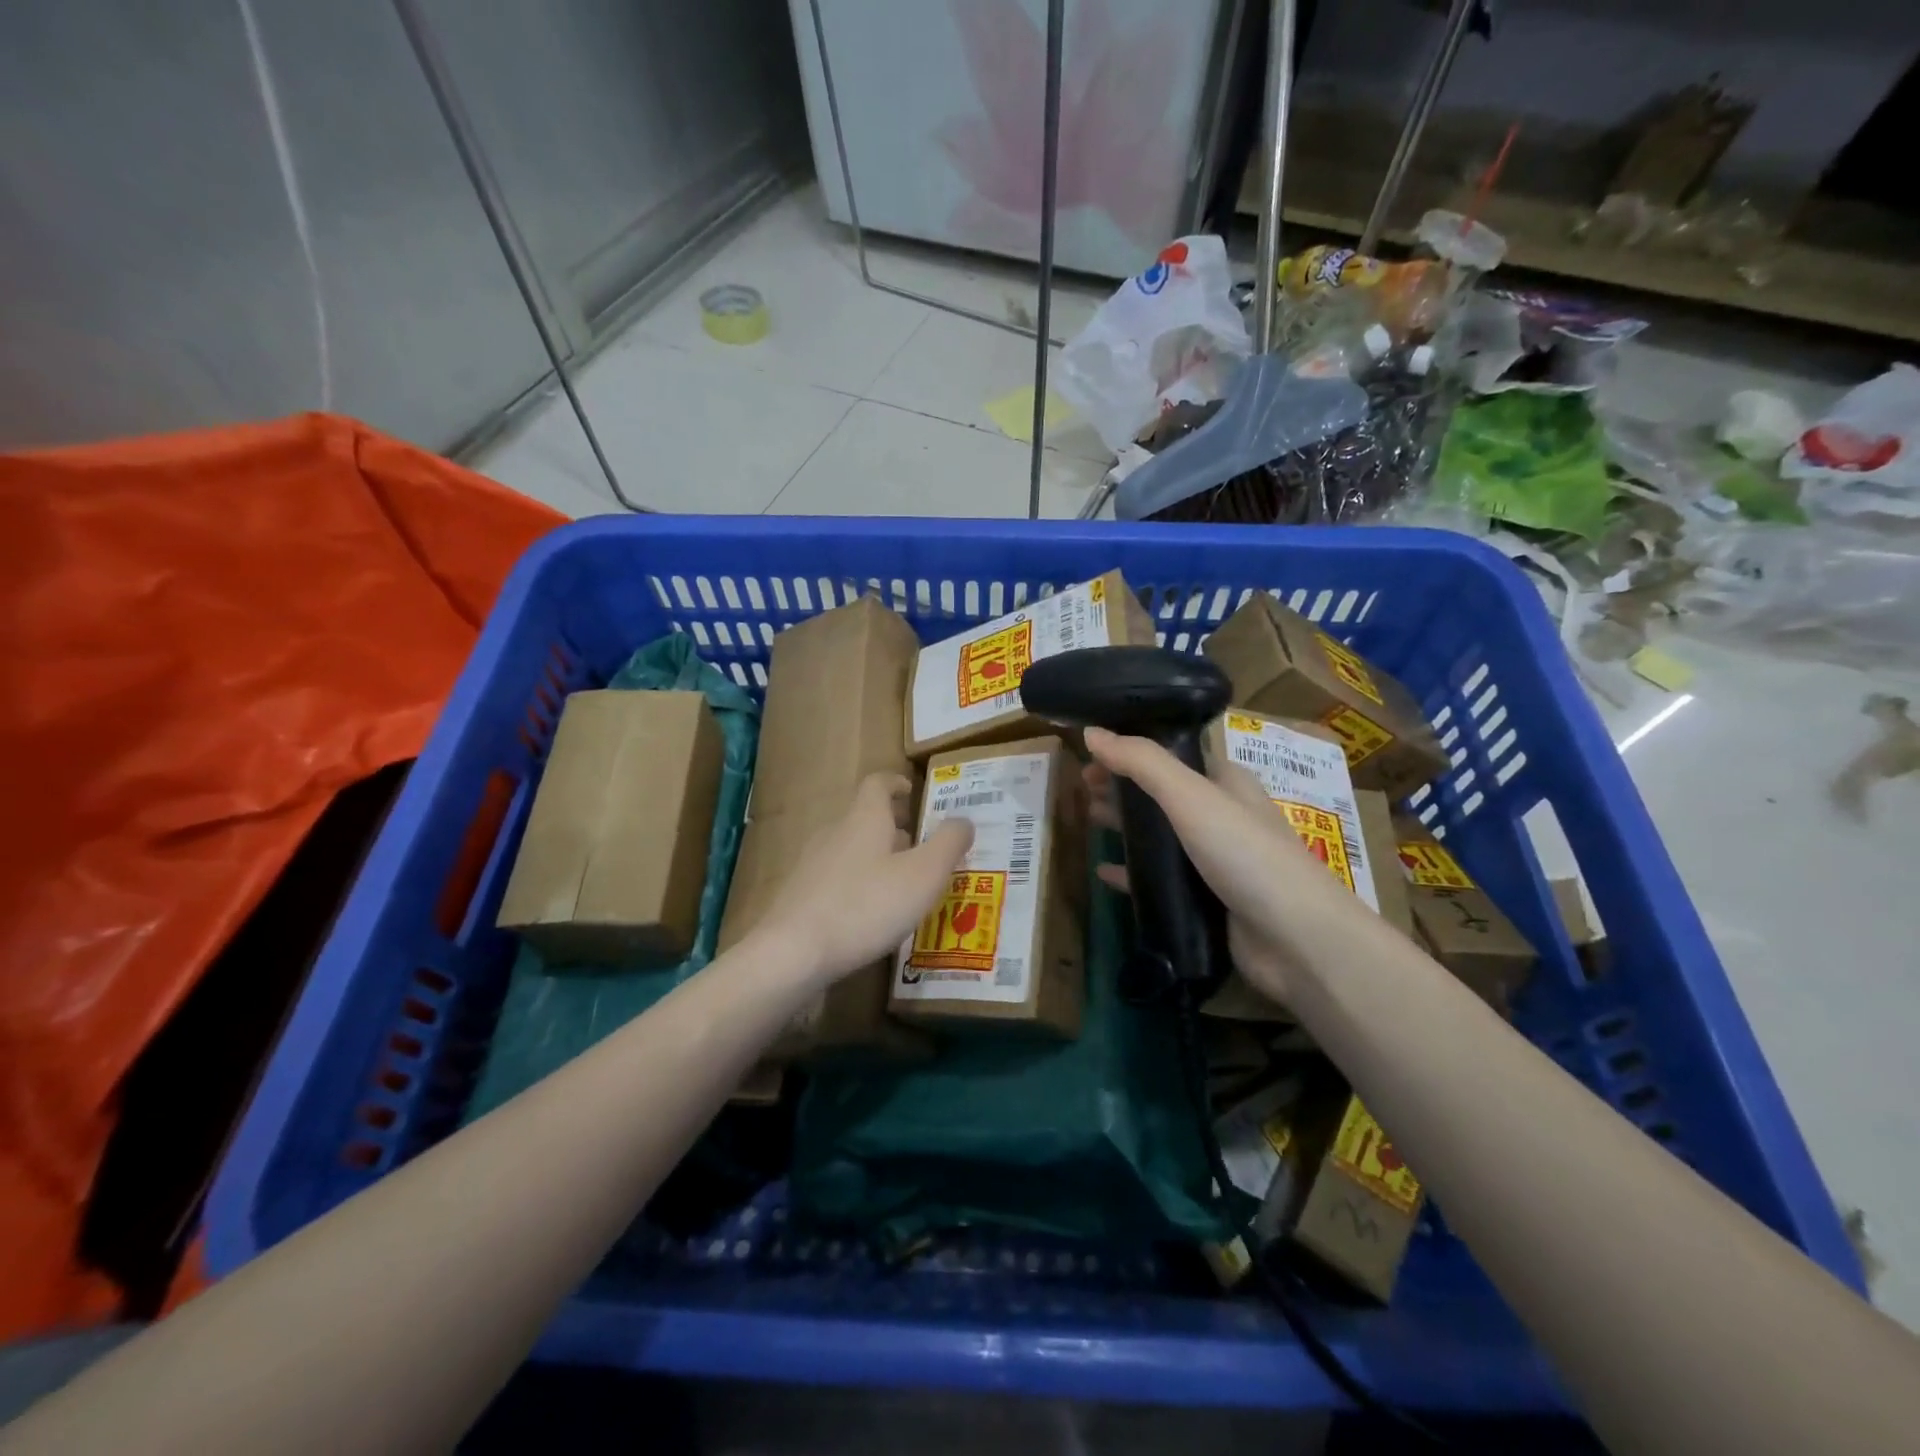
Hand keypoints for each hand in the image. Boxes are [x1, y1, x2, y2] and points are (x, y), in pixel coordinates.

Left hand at [758, 773, 973, 984]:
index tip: (913, 792)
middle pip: (865, 817)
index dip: (897, 783)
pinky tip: (870, 913)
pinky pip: (836, 877)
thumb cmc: (867, 906)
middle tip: (921, 844)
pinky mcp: (800, 895)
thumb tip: (964, 820)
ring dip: (877, 856)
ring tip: (901, 882)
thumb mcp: (923, 875)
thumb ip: (949, 843)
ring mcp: (811, 864)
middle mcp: (835, 832)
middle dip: (894, 826)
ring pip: (850, 848)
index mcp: (864, 818)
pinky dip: (857, 883)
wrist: (793, 953)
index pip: (878, 783)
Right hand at [1082, 757, 1296, 1003]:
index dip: (1132, 751)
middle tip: (1081, 789)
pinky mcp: (1206, 901)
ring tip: (1087, 820)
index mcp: (1225, 782)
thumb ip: (1141, 762)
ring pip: (1160, 837)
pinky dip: (1132, 872)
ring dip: (1125, 827)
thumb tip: (1091, 732)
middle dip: (1123, 788)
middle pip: (1162, 794)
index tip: (1091, 756)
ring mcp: (1214, 861)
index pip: (1172, 755)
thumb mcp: (1191, 796)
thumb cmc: (1245, 853)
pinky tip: (1103, 872)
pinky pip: (1160, 880)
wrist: (1296, 939)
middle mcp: (1221, 816)